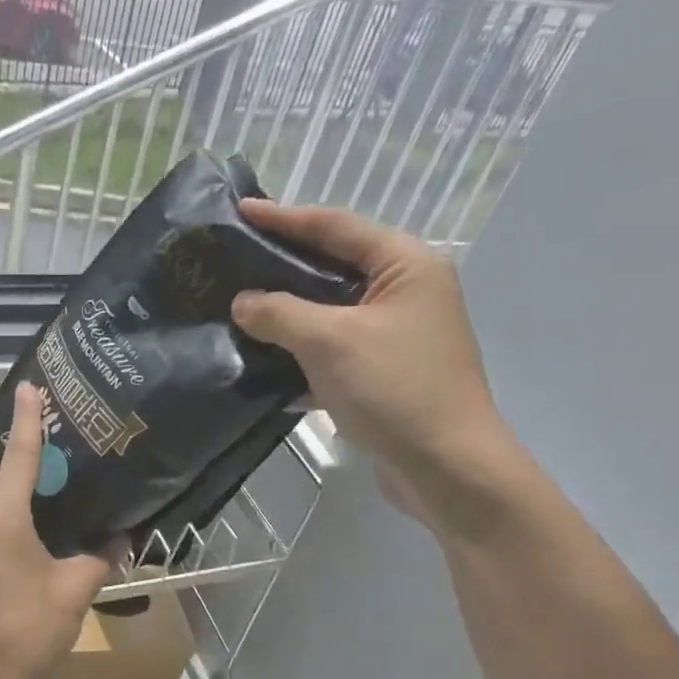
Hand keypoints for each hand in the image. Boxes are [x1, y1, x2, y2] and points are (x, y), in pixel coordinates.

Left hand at [0, 383, 115, 678]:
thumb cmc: (24, 632)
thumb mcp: (72, 594)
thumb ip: (97, 561)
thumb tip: (119, 541)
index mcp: (0, 520)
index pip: (17, 457)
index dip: (25, 420)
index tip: (29, 389)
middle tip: (2, 436)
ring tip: (15, 473)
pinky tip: (16, 522)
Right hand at [232, 199, 518, 532]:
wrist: (443, 466)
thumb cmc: (394, 389)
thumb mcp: (329, 342)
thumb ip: (280, 313)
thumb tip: (242, 302)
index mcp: (405, 265)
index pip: (336, 227)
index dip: (285, 218)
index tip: (241, 211)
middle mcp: (405, 292)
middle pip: (334, 268)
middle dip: (283, 268)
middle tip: (234, 263)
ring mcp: (395, 336)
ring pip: (330, 314)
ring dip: (287, 316)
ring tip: (238, 312)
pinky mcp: (383, 375)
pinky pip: (333, 352)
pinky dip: (301, 355)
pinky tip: (264, 365)